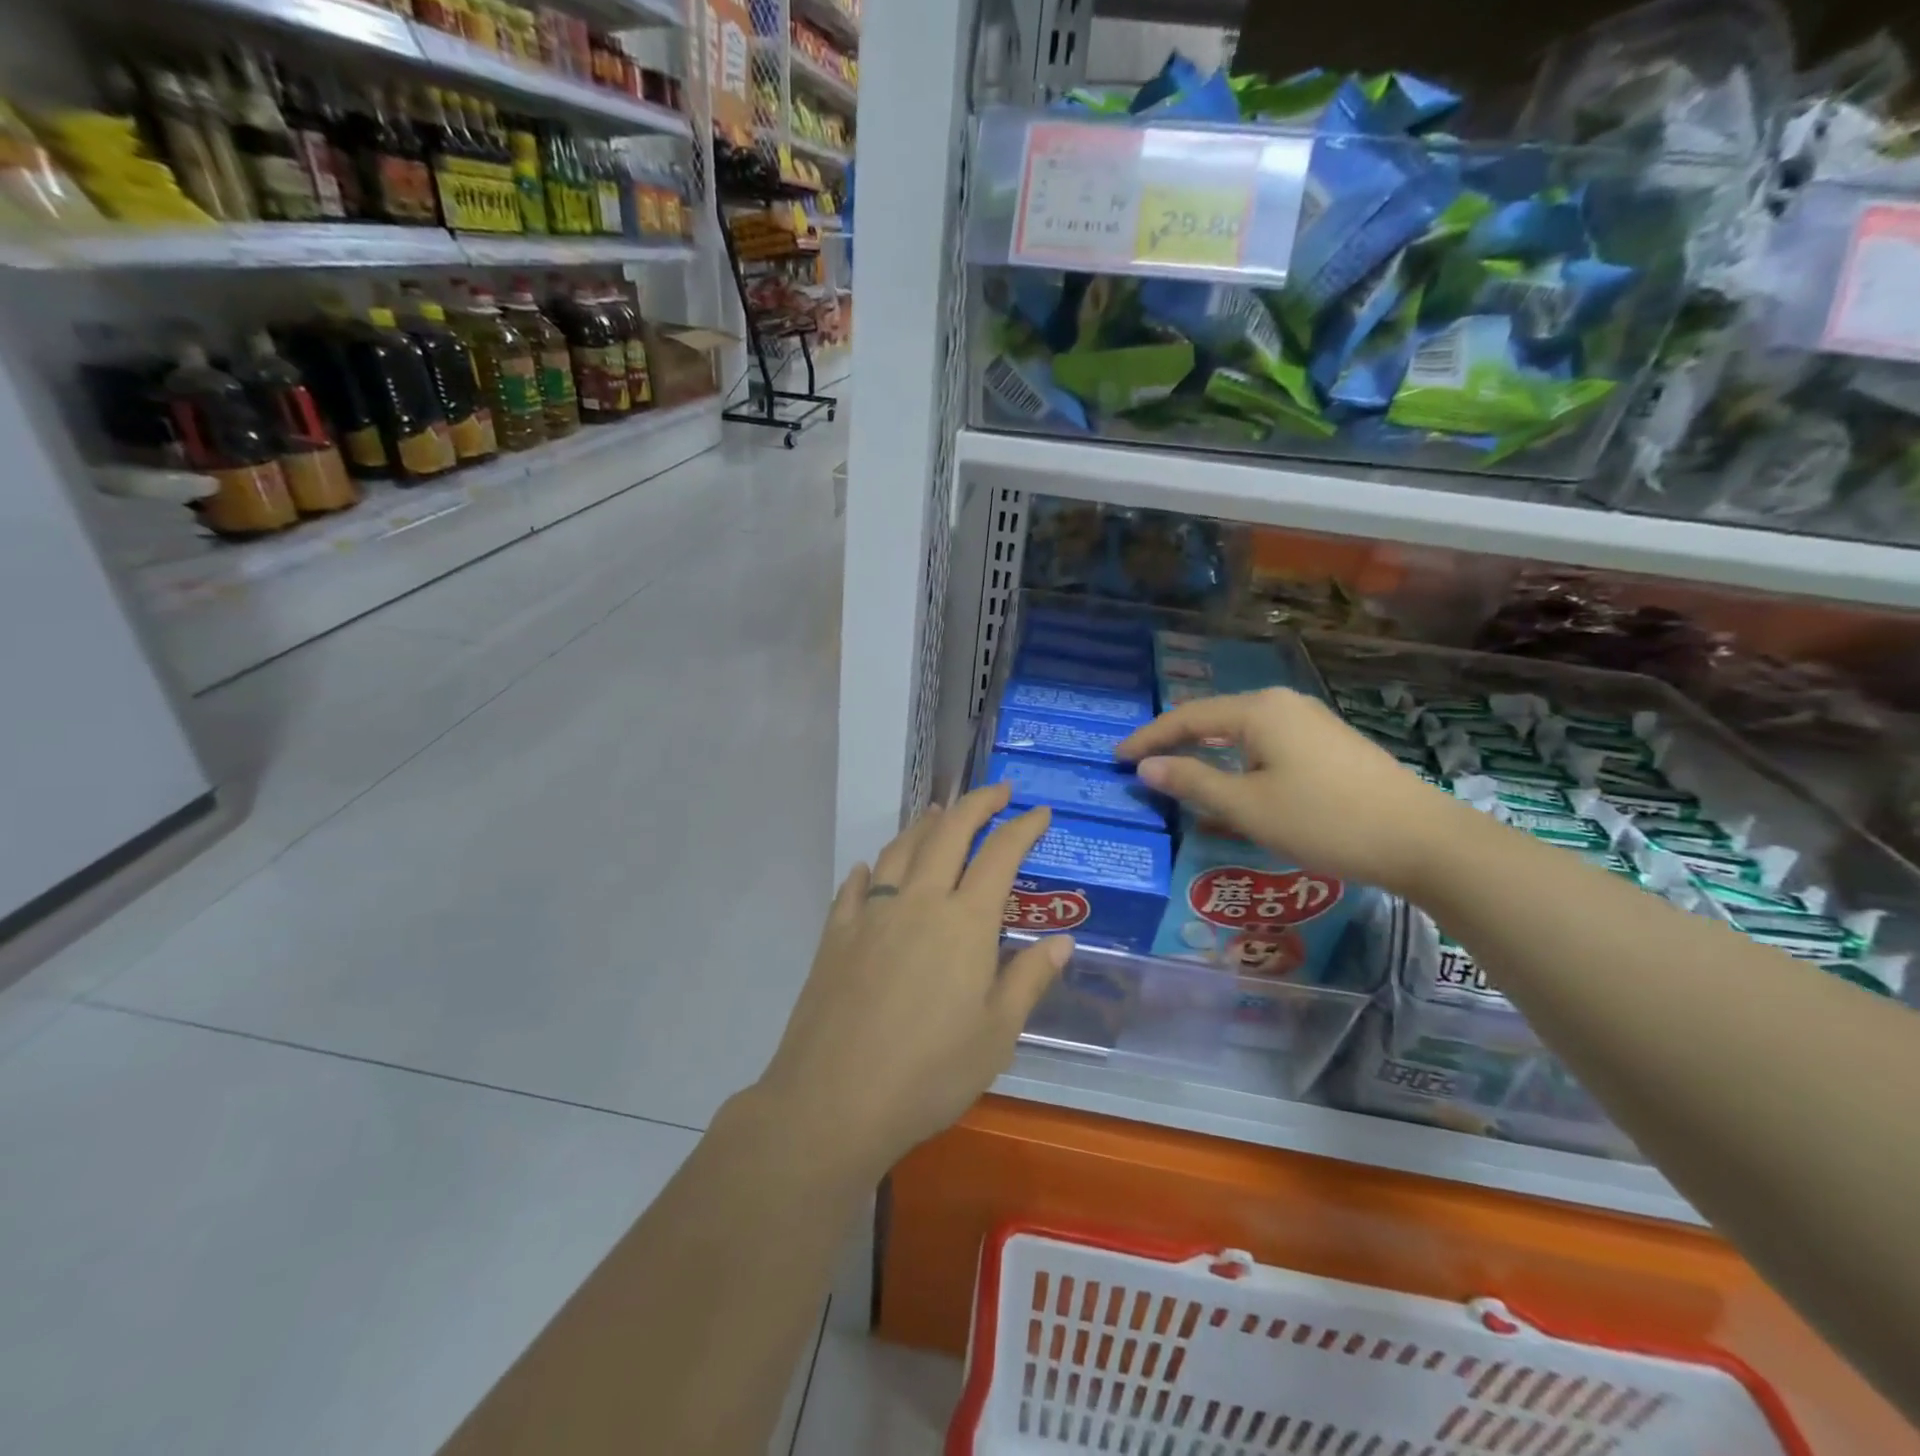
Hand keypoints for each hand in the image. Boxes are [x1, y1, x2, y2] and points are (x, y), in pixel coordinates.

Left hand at [752, 784, 1072, 1179]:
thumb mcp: (997, 1035)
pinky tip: (871, 867)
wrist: (834, 1100)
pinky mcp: (836, 934)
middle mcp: (919, 902)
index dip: (1023, 827)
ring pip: (901, 849)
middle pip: (949, 833)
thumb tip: (1062, 942)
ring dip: (925, 824)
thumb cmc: (930, 1073)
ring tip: (940, 813)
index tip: (1039, 812)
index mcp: (965, 923)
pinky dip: (870, 869)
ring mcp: (872, 914)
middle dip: (976, 804)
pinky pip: (855, 887)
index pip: (1000, 855)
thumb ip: (1028, 980)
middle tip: (997, 792)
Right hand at [1117, 688, 1464, 896]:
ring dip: (1207, 756)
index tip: (1115, 759)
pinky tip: (1232, 789)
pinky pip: (1265, 748)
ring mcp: (1310, 723)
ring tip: (1179, 778)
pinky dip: (1237, 765)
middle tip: (1142, 767)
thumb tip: (1146, 768)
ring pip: (1241, 735)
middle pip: (1213, 720)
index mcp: (1259, 710)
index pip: (1186, 717)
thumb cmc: (1325, 820)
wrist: (1423, 841)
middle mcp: (1282, 705)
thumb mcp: (1248, 807)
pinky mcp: (1328, 746)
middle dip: (1175, 743)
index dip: (1147, 739)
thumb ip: (1192, 784)